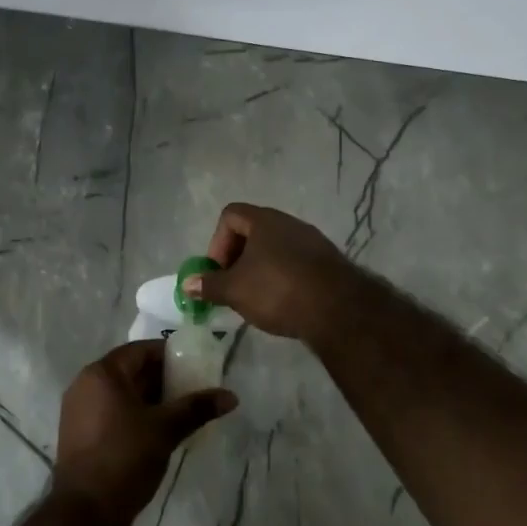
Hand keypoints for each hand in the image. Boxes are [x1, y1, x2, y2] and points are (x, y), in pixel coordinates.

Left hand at [53, 340, 237, 525]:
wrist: (86, 511)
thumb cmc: (125, 457)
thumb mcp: (165, 429)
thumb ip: (197, 408)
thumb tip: (231, 396)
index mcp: (102, 373)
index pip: (140, 350)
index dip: (169, 355)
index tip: (194, 365)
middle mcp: (85, 384)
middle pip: (130, 371)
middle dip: (162, 379)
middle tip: (193, 389)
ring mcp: (79, 410)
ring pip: (122, 394)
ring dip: (150, 399)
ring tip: (180, 411)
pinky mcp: (80, 433)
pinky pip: (112, 411)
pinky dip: (135, 414)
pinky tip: (158, 430)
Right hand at [185, 202, 358, 342]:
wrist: (339, 309)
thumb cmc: (277, 290)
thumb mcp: (235, 290)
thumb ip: (209, 285)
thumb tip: (187, 284)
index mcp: (264, 221)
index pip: (230, 215)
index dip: (217, 242)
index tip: (218, 271)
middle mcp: (289, 223)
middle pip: (253, 231)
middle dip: (237, 258)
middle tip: (233, 286)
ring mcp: (312, 241)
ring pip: (275, 248)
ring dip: (260, 269)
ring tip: (256, 298)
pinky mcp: (329, 262)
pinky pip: (296, 263)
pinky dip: (283, 278)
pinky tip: (283, 303)